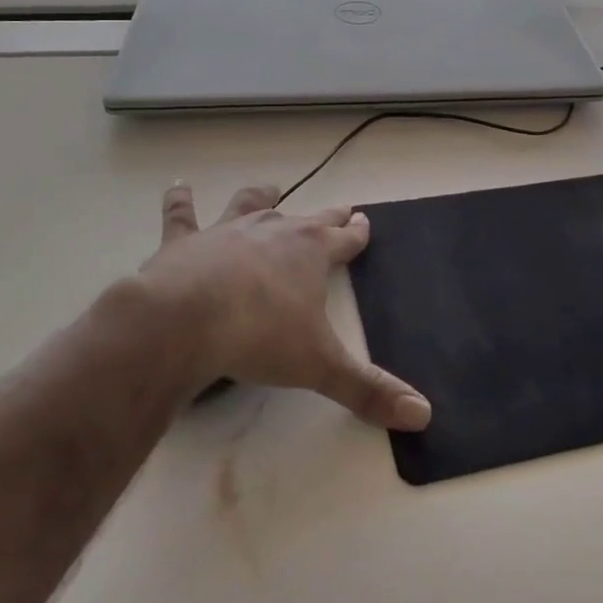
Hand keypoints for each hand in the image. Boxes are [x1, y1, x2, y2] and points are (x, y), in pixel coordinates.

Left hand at [123, 183, 431, 431]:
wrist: (185, 320)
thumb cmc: (260, 336)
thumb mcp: (320, 366)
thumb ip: (369, 390)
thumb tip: (423, 414)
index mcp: (312, 252)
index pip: (345, 238)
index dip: (358, 232)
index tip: (365, 221)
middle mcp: (274, 231)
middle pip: (309, 218)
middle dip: (328, 216)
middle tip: (341, 209)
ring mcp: (228, 231)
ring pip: (251, 204)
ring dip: (261, 197)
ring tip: (269, 188)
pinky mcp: (185, 241)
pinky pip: (182, 214)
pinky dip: (180, 201)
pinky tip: (179, 188)